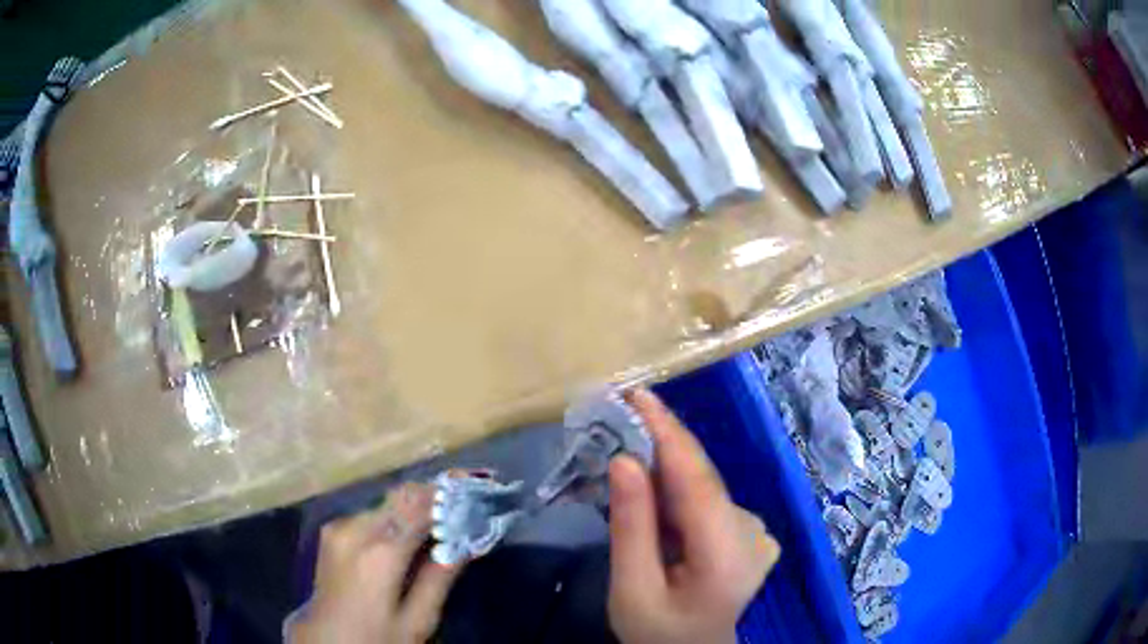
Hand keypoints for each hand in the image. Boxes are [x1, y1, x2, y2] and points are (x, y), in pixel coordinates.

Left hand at [288, 483, 463, 643]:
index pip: (421, 505)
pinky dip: (396, 517)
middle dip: (436, 495)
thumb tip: (468, 541)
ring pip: (386, 503)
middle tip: (466, 502)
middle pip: (402, 497)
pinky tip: (412, 531)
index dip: (452, 492)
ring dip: (417, 506)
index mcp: (379, 551)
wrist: (324, 643)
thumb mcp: (416, 620)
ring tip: (445, 518)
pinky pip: (372, 514)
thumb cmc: (375, 638)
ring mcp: (339, 527)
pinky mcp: (332, 532)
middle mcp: (355, 528)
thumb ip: (440, 578)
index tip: (478, 486)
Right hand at [608, 389, 780, 643]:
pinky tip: (652, 491)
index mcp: (727, 555)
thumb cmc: (657, 631)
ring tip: (626, 444)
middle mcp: (753, 533)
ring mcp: (758, 531)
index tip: (637, 395)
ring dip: (666, 467)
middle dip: (661, 444)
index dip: (669, 434)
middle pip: (703, 480)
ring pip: (705, 487)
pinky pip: (709, 500)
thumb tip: (624, 459)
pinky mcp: (751, 532)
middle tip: (618, 413)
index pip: (698, 482)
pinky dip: (678, 489)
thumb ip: (631, 527)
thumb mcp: (631, 590)